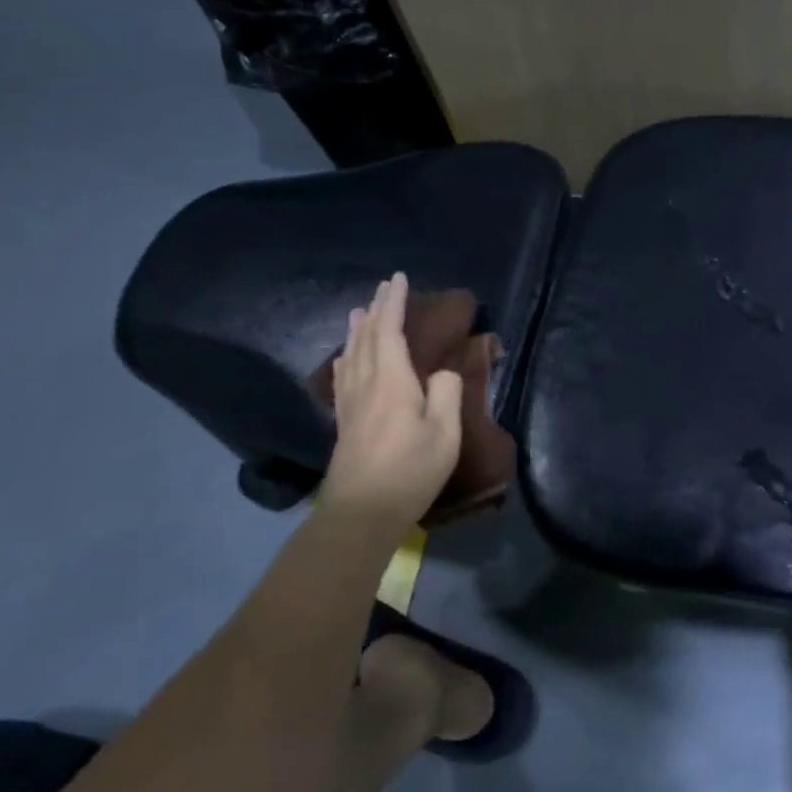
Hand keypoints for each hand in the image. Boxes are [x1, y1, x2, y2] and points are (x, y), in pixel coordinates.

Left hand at [319, 273, 462, 527]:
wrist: (361, 512)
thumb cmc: (410, 471)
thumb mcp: (444, 434)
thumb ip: (447, 395)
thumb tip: (443, 373)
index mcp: (392, 382)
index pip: (390, 331)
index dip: (394, 304)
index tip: (398, 279)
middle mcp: (366, 384)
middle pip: (366, 338)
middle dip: (376, 310)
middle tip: (382, 288)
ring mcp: (351, 403)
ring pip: (351, 354)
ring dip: (358, 330)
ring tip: (360, 311)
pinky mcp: (344, 421)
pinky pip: (344, 375)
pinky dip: (347, 357)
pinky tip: (346, 358)